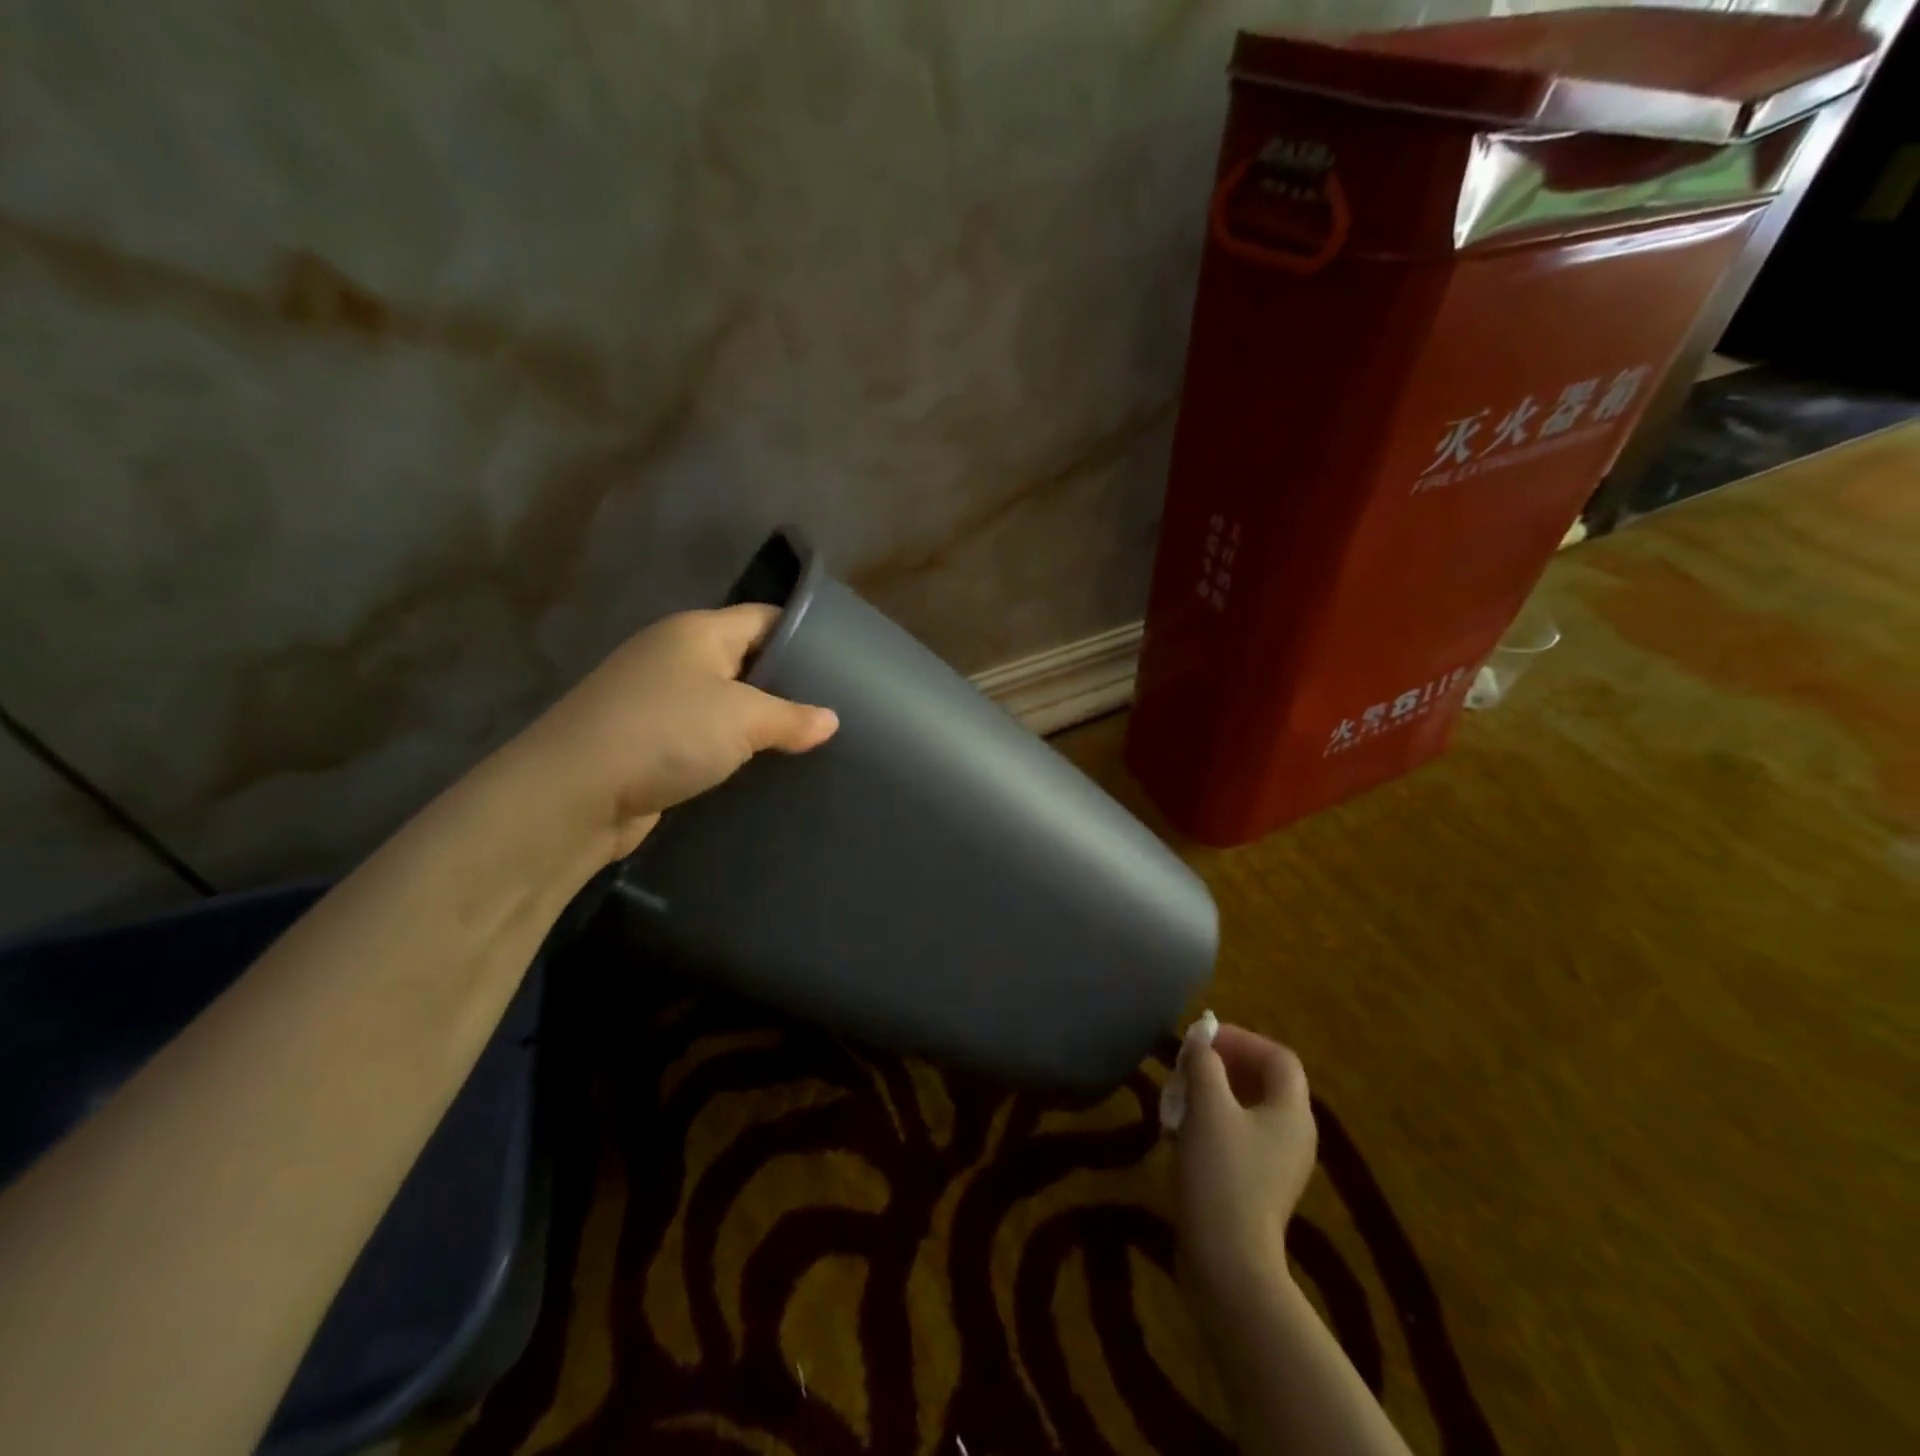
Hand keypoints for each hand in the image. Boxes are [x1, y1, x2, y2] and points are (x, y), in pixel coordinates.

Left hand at [509, 604, 837, 861]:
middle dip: (787, 686)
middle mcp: (675, 658)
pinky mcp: (649, 744)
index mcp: (697, 632)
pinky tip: (764, 771)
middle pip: (746, 662)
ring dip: (759, 725)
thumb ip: (792, 717)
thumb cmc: (665, 734)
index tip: (845, 663)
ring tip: (810, 744)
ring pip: (725, 705)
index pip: (764, 618)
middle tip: (835, 710)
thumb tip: (830, 721)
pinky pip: (704, 739)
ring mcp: (658, 701)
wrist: (575, 794)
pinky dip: (732, 752)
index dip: (804, 635)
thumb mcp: (742, 718)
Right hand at [1174, 1024, 1316, 1299]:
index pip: (1278, 1057)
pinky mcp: (1259, 1186)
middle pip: (1264, 1081)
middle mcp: (1294, 1134)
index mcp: (1292, 1112)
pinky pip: (1240, 1136)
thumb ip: (1204, 1064)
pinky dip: (1213, 1121)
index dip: (1241, 1039)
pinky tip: (1182, 1130)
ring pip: (1248, 1109)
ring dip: (1214, 1092)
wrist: (1228, 1261)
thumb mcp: (1207, 1107)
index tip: (1203, 1039)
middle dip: (1224, 1065)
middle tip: (1188, 1064)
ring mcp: (1278, 1164)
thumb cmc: (1222, 1173)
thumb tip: (1199, 1040)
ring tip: (1179, 1094)